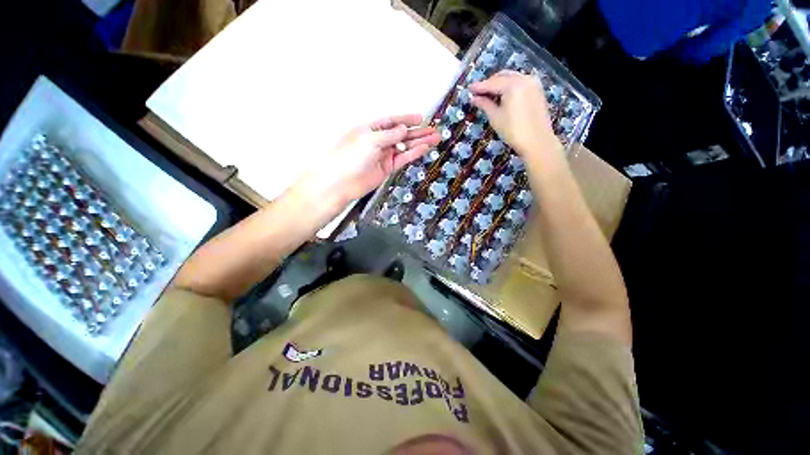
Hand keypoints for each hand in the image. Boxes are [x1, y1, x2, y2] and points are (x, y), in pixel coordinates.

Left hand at [302, 114, 439, 203]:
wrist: (342, 183)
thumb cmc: (349, 158)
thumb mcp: (369, 140)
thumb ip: (388, 135)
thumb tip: (403, 130)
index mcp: (371, 129)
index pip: (392, 121)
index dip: (407, 119)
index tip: (421, 118)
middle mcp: (379, 141)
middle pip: (402, 134)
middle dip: (418, 132)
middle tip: (433, 129)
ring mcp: (384, 155)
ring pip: (405, 146)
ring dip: (419, 142)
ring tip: (434, 138)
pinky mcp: (388, 167)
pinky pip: (403, 158)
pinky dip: (413, 153)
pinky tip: (424, 149)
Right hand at [469, 71, 562, 161]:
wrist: (537, 142)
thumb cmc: (513, 131)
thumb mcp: (495, 117)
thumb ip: (484, 104)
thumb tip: (474, 98)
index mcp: (513, 85)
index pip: (492, 83)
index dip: (479, 87)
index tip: (469, 89)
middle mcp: (524, 79)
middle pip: (503, 76)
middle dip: (490, 83)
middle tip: (478, 92)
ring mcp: (533, 83)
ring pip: (512, 78)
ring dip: (500, 84)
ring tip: (489, 95)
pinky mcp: (537, 90)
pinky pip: (520, 83)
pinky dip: (510, 86)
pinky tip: (503, 96)